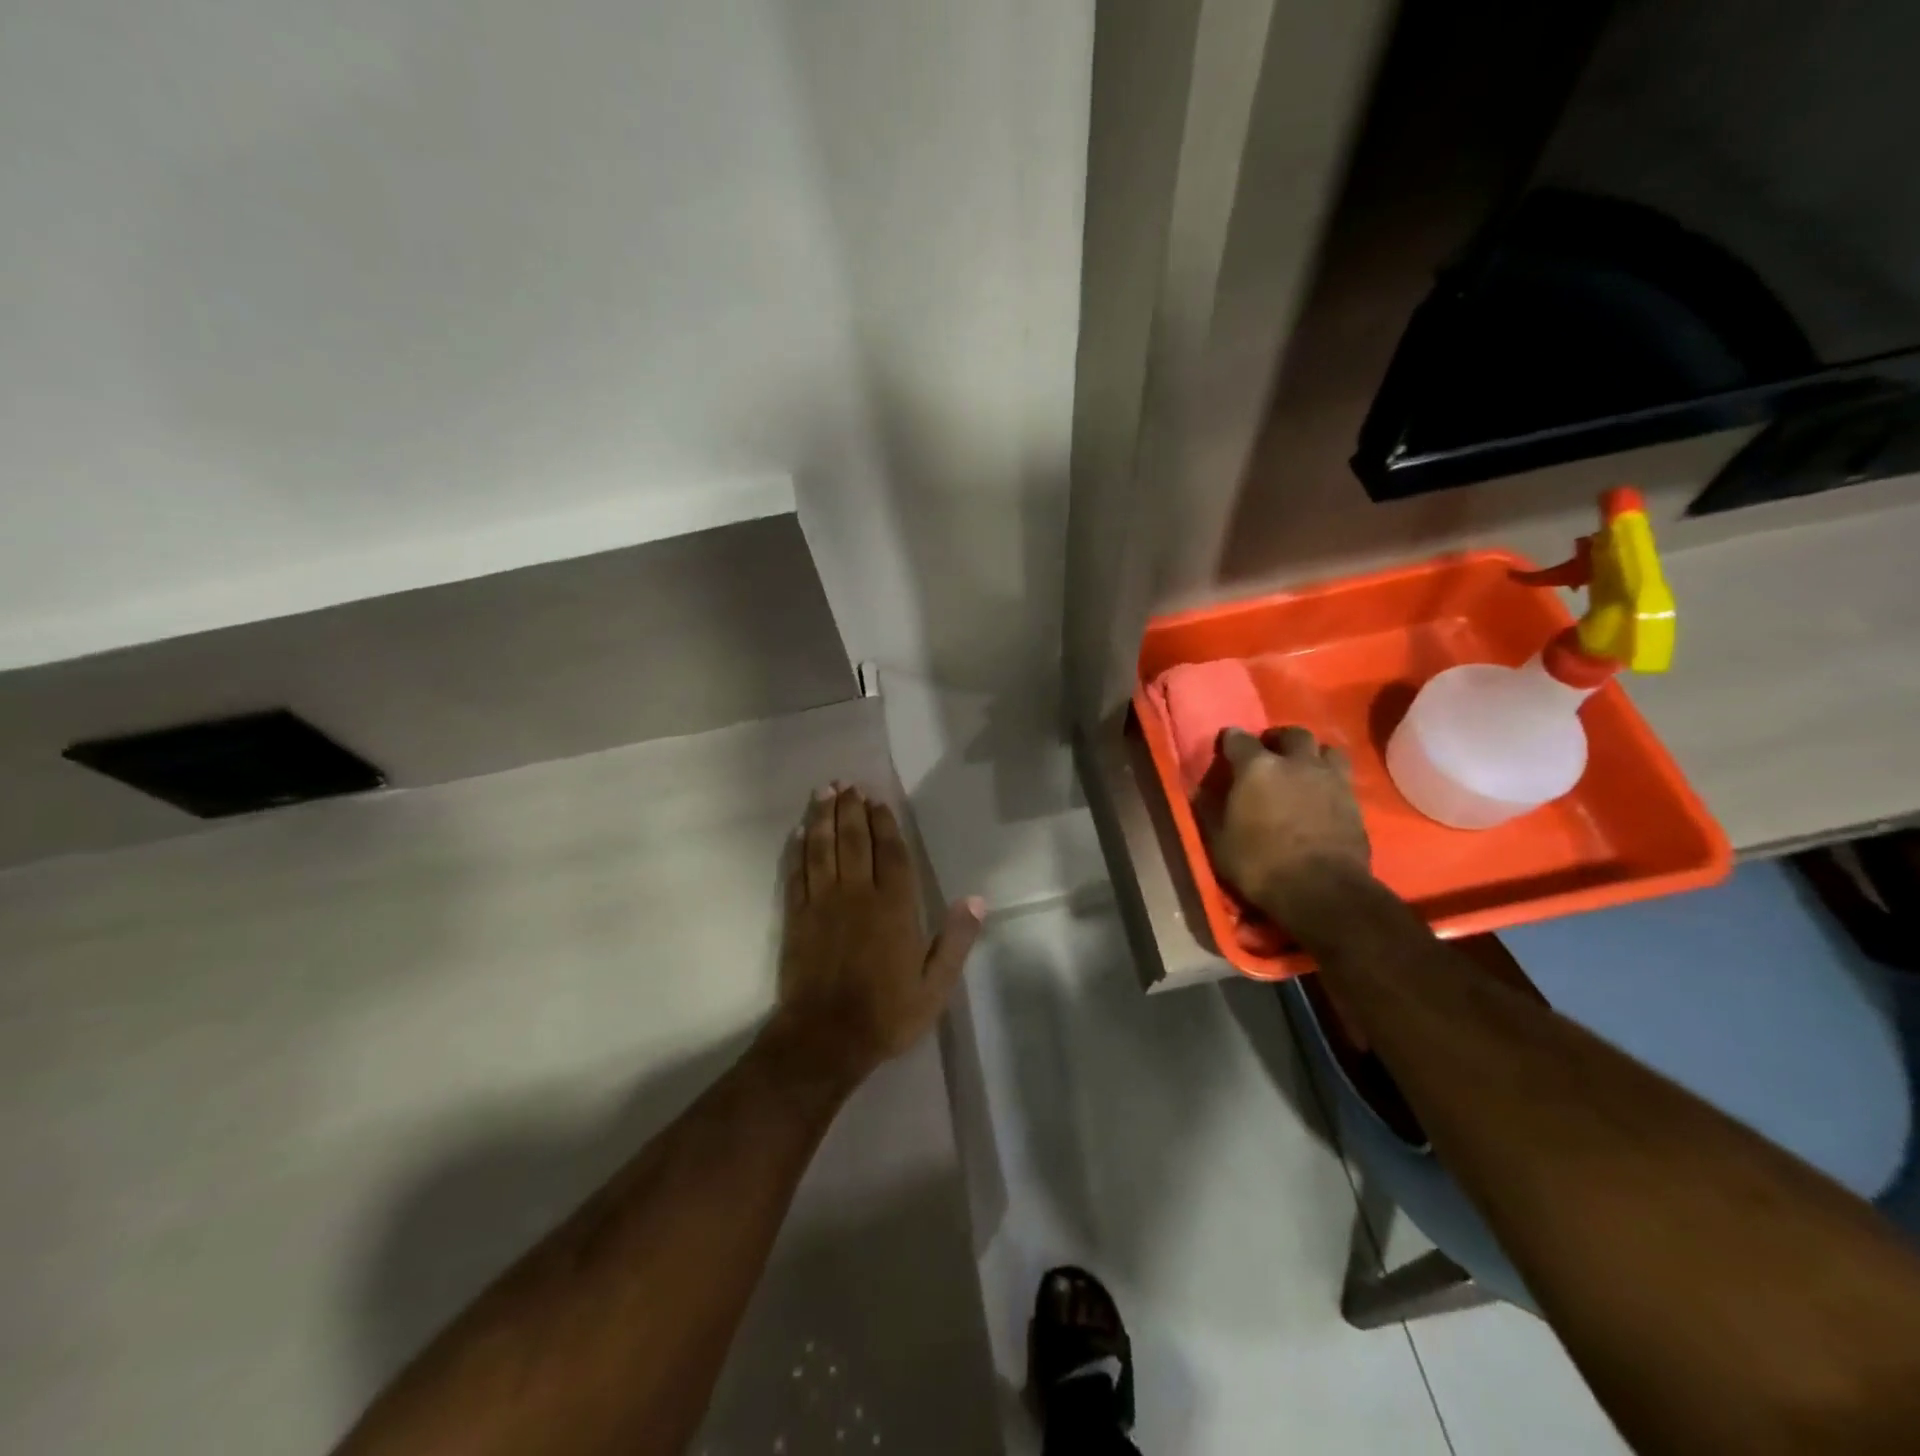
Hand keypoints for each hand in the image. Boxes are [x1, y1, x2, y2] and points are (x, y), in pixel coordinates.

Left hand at [770, 783, 983, 1086]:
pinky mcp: (797, 917)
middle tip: (848, 784)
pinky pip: (798, 874)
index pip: (891, 853)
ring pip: (823, 849)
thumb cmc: (887, 1013)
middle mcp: (858, 895)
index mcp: (894, 907)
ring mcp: (823, 903)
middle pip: (854, 841)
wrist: (825, 1038)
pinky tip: (801, 832)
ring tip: (824, 791)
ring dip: (824, 817)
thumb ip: (955, 941)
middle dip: (851, 809)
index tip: (878, 801)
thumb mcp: (935, 986)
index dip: (884, 824)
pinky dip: (800, 849)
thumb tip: (976, 900)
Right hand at [1211, 727, 1370, 918]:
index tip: (1226, 747)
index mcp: (1257, 768)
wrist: (1321, 891)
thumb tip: (1199, 792)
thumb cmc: (1259, 865)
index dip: (1230, 741)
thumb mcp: (1219, 841)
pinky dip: (1330, 779)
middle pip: (1291, 734)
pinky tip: (1322, 793)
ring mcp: (1330, 779)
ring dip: (1312, 755)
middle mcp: (1296, 762)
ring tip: (1302, 769)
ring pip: (1326, 749)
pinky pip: (1342, 776)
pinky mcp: (1354, 800)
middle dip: (1278, 740)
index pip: (1238, 738)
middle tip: (1269, 755)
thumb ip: (1209, 810)